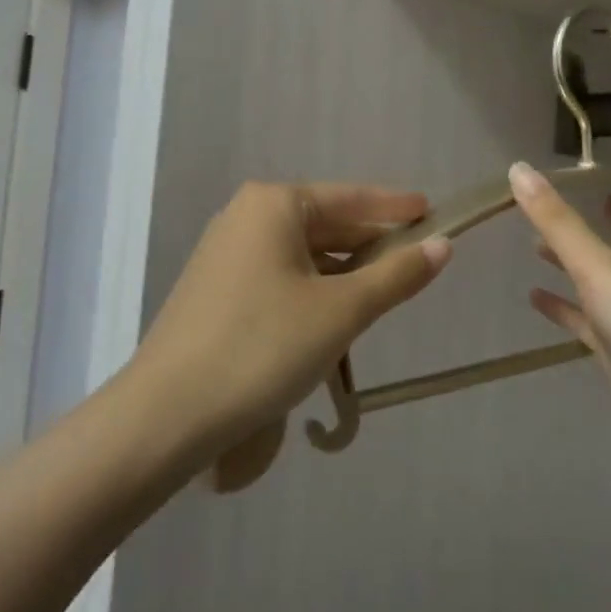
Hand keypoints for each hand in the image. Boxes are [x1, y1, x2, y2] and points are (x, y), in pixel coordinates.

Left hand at [129, 182, 452, 458]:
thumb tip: (442, 246)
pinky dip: (312, 287)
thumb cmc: (264, 346)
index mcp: (273, 205)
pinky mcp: (215, 290)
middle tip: (415, 257)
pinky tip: (332, 314)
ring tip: (382, 290)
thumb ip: (396, 276)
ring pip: (301, 252)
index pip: (350, 197)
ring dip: (343, 270)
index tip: (431, 211)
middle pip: (325, 222)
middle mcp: (244, 217)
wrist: (168, 414)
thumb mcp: (342, 311)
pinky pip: (278, 275)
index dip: (394, 206)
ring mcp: (224, 253)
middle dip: (369, 241)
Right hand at [509, 161, 610, 472]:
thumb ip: (557, 223)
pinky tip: (534, 297)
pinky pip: (584, 319)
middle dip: (594, 218)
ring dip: (570, 261)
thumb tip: (518, 168)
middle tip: (556, 197)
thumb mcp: (600, 267)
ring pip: (596, 277)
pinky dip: (562, 307)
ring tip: (532, 243)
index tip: (590, 165)